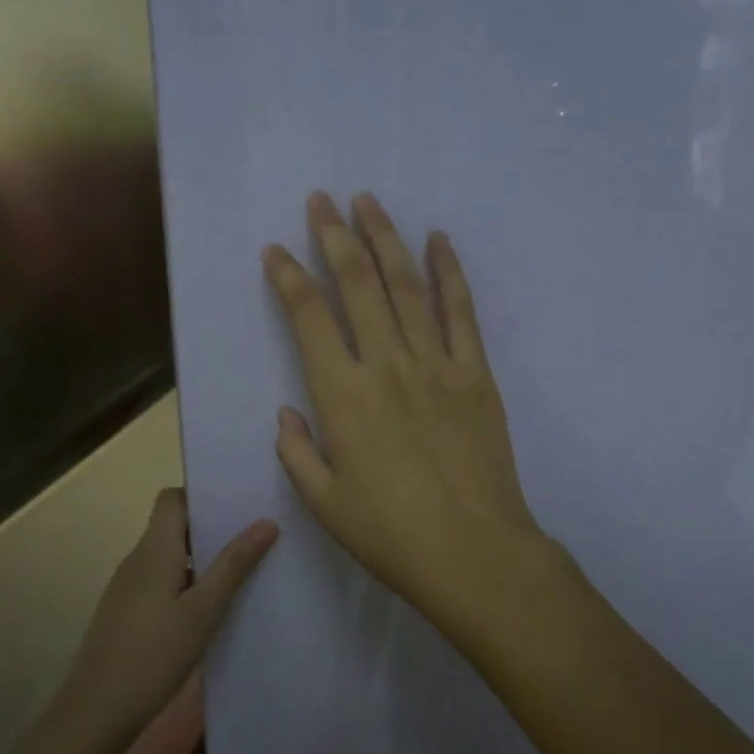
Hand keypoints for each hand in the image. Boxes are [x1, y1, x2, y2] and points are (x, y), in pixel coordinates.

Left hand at [58, 488, 277, 752]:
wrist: (96, 712)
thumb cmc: (153, 655)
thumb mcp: (203, 611)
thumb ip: (234, 565)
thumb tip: (266, 522)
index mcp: (154, 549)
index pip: (172, 499)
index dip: (202, 496)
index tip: (238, 507)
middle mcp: (137, 560)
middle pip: (173, 525)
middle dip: (211, 528)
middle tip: (253, 538)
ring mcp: (128, 587)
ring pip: (169, 556)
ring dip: (201, 558)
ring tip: (242, 573)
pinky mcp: (125, 613)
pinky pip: (161, 581)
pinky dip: (186, 583)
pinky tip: (210, 610)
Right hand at [263, 191, 547, 628]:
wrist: (474, 553)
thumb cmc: (390, 535)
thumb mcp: (324, 502)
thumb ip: (297, 452)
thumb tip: (289, 412)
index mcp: (342, 397)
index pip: (309, 318)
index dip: (289, 278)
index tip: (276, 250)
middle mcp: (386, 366)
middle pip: (357, 285)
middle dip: (334, 236)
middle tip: (321, 200)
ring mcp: (436, 364)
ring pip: (405, 286)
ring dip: (384, 238)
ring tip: (368, 201)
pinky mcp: (477, 374)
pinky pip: (461, 311)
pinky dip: (449, 272)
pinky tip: (438, 241)